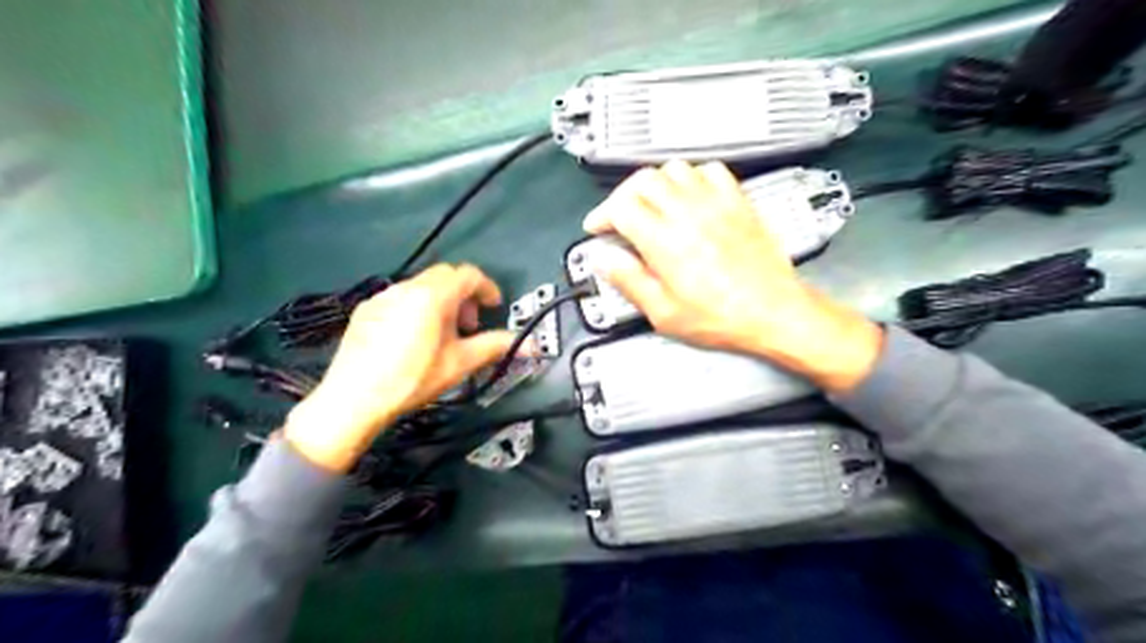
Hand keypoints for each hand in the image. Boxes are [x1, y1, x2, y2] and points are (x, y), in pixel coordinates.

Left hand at [287, 264, 513, 468]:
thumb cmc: (412, 379)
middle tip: (469, 325)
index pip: (468, 275)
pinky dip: (417, 307)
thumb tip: (530, 345)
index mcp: (432, 296)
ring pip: (421, 286)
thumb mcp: (459, 364)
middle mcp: (406, 288)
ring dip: (441, 301)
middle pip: (445, 276)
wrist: (353, 399)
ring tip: (442, 334)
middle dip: (464, 295)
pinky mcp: (366, 310)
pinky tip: (413, 338)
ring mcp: (382, 297)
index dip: (487, 288)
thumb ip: (494, 347)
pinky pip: (400, 298)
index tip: (494, 307)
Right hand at [584, 162, 884, 390]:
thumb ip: (630, 282)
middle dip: (622, 195)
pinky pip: (710, 171)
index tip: (598, 226)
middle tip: (619, 215)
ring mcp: (716, 204)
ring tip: (651, 204)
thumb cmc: (724, 318)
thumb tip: (605, 262)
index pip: (621, 207)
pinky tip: (690, 196)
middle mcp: (688, 214)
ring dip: (655, 183)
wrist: (774, 312)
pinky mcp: (738, 202)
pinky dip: (692, 177)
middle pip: (642, 180)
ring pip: (674, 169)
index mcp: (665, 242)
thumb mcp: (665, 314)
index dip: (602, 214)